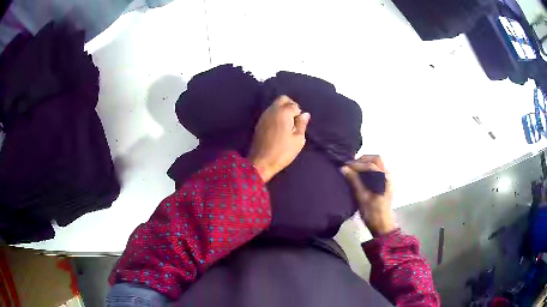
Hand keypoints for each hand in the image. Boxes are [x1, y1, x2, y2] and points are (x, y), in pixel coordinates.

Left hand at [248, 95, 310, 181]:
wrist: (261, 162)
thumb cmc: (283, 152)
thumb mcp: (298, 140)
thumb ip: (302, 124)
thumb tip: (305, 114)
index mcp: (283, 112)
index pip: (294, 105)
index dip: (299, 114)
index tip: (300, 125)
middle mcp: (272, 110)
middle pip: (283, 99)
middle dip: (291, 105)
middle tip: (295, 119)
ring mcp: (264, 115)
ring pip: (275, 105)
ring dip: (283, 110)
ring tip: (287, 124)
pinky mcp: (259, 122)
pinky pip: (270, 112)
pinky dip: (276, 115)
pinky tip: (279, 127)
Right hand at [341, 155, 396, 236]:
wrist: (383, 226)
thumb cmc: (373, 213)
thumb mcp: (362, 198)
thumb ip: (354, 181)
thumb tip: (344, 168)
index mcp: (383, 178)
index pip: (370, 165)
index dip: (357, 164)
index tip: (345, 166)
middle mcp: (387, 176)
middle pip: (377, 159)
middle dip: (363, 159)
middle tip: (351, 165)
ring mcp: (387, 180)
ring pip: (378, 164)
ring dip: (366, 163)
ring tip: (354, 169)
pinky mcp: (385, 184)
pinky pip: (378, 170)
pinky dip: (369, 169)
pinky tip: (361, 176)